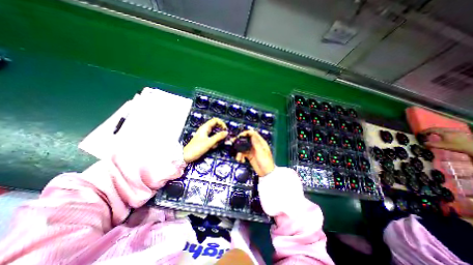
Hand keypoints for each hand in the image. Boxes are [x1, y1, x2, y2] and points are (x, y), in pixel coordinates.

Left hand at [182, 118, 228, 163]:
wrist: (186, 156)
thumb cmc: (197, 148)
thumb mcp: (209, 142)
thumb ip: (218, 137)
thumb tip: (226, 132)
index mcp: (205, 127)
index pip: (215, 120)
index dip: (222, 123)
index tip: (225, 130)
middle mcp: (205, 129)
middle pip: (216, 126)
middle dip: (221, 131)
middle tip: (225, 137)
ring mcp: (205, 134)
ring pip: (215, 133)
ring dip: (218, 138)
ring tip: (217, 144)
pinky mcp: (205, 140)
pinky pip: (212, 138)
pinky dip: (215, 141)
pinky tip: (213, 147)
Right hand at [234, 130, 275, 176]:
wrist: (266, 173)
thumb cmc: (266, 162)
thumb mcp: (261, 152)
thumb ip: (256, 142)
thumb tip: (252, 132)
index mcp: (260, 142)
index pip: (253, 134)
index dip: (246, 133)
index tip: (240, 135)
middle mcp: (255, 145)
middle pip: (246, 139)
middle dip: (240, 141)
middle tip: (233, 143)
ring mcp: (252, 150)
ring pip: (243, 147)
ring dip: (239, 151)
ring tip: (238, 157)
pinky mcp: (249, 155)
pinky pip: (242, 153)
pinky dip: (240, 156)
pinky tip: (240, 160)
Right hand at [421, 127, 472, 155]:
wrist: (472, 147)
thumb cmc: (456, 146)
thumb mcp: (441, 146)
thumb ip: (431, 144)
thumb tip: (423, 143)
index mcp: (444, 132)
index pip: (432, 130)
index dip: (425, 131)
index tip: (420, 133)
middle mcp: (449, 130)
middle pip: (437, 128)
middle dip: (430, 130)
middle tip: (425, 132)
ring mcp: (456, 131)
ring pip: (443, 128)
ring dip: (436, 130)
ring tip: (433, 133)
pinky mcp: (460, 132)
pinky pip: (448, 130)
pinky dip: (442, 131)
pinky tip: (443, 134)